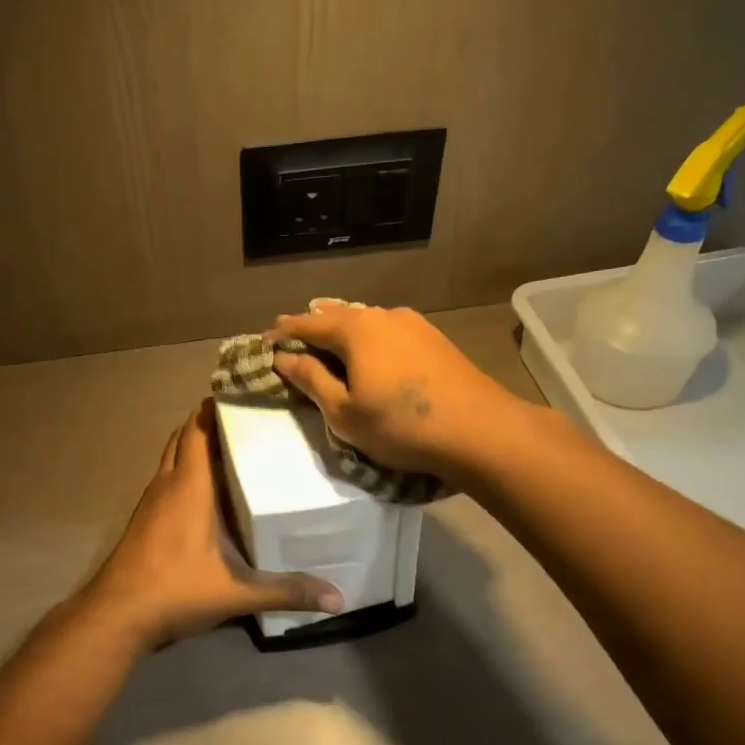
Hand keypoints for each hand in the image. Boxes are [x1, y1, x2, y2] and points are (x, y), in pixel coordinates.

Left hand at [81, 400, 342, 648]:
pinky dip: (184, 469)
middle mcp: (167, 483)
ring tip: (232, 446)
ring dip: (194, 444)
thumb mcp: (236, 593)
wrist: (116, 614)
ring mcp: (150, 500)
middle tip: (247, 418)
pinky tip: (207, 489)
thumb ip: (286, 591)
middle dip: (209, 421)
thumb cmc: (175, 590)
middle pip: (184, 436)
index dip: (217, 407)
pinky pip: (166, 478)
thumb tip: (337, 598)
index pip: (199, 429)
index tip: (246, 393)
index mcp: (189, 486)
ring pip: (172, 456)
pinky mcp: (144, 518)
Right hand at [268, 304, 532, 480]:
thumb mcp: (343, 411)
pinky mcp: (435, 339)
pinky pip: (389, 332)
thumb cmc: (400, 425)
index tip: (265, 340)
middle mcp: (383, 315)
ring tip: (329, 340)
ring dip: (344, 331)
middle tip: (293, 337)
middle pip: (338, 316)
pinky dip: (370, 339)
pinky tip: (372, 352)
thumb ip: (311, 379)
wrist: (479, 430)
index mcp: (355, 329)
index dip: (284, 332)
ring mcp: (414, 324)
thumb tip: (283, 356)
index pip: (308, 323)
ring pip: (367, 322)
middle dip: (314, 326)